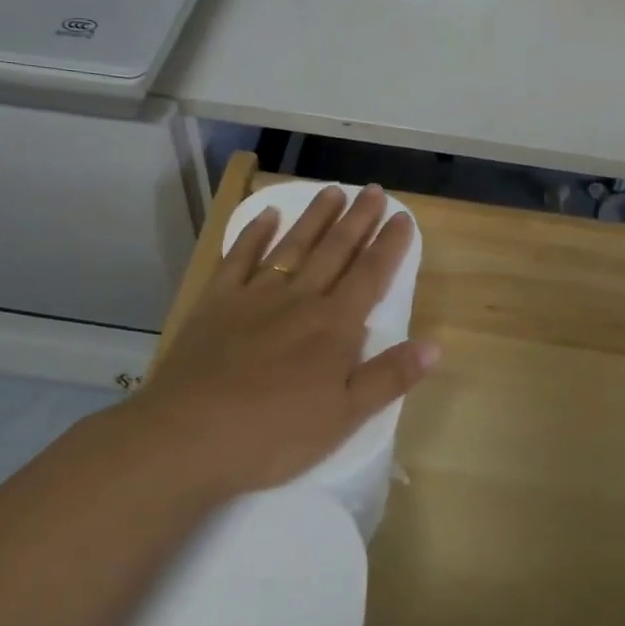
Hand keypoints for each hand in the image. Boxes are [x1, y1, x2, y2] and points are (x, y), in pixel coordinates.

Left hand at [128, 184, 437, 501]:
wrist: (190, 435)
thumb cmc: (274, 434)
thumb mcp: (344, 417)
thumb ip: (389, 378)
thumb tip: (435, 346)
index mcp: (333, 326)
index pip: (371, 275)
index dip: (390, 245)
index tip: (403, 217)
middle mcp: (299, 299)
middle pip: (335, 251)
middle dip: (358, 220)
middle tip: (374, 190)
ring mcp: (255, 295)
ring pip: (293, 245)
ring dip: (315, 217)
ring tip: (333, 191)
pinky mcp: (217, 302)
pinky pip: (239, 257)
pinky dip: (254, 234)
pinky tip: (266, 215)